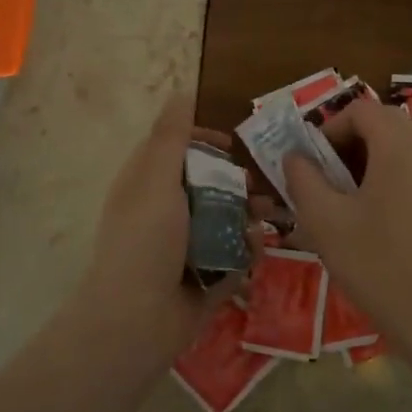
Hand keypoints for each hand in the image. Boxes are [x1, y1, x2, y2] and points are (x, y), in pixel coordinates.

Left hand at [74, 95, 257, 357]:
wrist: (138, 320)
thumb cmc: (145, 241)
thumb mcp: (156, 179)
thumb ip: (171, 136)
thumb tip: (181, 91)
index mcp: (146, 187)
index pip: (176, 152)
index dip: (203, 142)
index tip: (232, 144)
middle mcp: (164, 215)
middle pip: (208, 187)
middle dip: (238, 184)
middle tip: (263, 187)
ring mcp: (183, 249)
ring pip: (225, 222)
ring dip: (249, 217)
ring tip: (273, 217)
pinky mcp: (203, 279)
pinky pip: (232, 257)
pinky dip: (246, 252)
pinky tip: (257, 250)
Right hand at [282, 98, 411, 343]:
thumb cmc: (380, 265)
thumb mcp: (325, 222)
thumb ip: (303, 180)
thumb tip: (295, 157)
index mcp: (399, 147)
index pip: (361, 109)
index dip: (330, 127)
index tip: (311, 162)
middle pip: (385, 124)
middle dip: (349, 143)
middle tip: (326, 178)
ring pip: (403, 149)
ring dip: (370, 162)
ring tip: (347, 202)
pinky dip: (392, 180)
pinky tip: (377, 223)